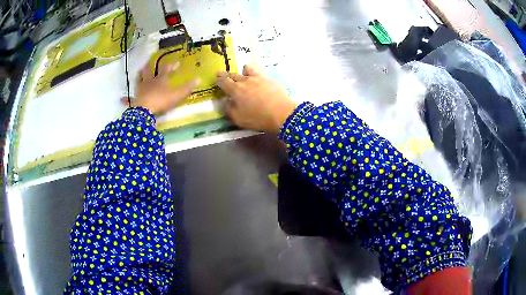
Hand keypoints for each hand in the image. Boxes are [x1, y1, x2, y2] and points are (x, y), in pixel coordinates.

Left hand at [123, 61, 199, 114]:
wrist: (145, 111)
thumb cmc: (161, 101)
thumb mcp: (177, 94)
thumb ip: (187, 88)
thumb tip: (198, 79)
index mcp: (160, 80)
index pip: (166, 70)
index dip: (172, 65)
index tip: (176, 62)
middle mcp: (149, 83)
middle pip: (149, 72)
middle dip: (150, 67)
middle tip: (149, 63)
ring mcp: (140, 91)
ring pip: (139, 81)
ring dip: (139, 76)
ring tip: (139, 72)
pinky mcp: (135, 100)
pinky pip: (129, 100)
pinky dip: (126, 99)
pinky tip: (121, 99)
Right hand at [216, 65, 296, 132]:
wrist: (282, 113)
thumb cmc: (257, 118)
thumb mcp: (238, 118)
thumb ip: (229, 109)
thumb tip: (225, 101)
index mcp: (235, 89)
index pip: (223, 81)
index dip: (218, 79)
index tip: (216, 78)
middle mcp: (245, 80)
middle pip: (234, 74)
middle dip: (227, 74)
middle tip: (223, 74)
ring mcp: (259, 78)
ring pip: (248, 69)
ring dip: (243, 71)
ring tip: (243, 73)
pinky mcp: (270, 80)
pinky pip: (259, 74)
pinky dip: (255, 76)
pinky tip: (258, 81)